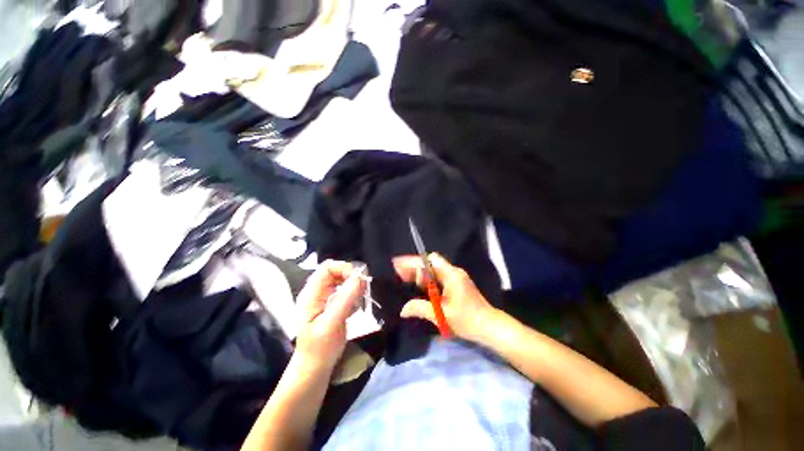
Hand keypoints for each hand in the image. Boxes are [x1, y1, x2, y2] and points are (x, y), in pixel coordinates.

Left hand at [295, 260, 366, 371]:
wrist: (315, 368)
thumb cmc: (319, 348)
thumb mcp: (332, 323)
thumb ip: (345, 299)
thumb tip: (360, 277)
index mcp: (312, 293)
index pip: (328, 267)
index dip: (344, 268)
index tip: (358, 280)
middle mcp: (318, 292)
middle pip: (336, 271)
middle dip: (351, 277)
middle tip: (363, 290)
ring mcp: (325, 298)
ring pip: (343, 280)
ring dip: (354, 287)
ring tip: (359, 301)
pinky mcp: (333, 305)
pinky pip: (346, 291)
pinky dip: (354, 295)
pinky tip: (356, 307)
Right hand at [393, 254, 495, 342]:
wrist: (489, 326)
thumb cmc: (466, 320)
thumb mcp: (441, 315)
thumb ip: (421, 308)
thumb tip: (403, 309)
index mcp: (451, 275)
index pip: (430, 260)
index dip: (413, 261)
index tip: (399, 264)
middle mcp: (454, 272)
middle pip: (431, 264)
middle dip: (415, 268)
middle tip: (399, 275)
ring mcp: (457, 278)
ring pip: (434, 271)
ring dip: (421, 275)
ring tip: (407, 281)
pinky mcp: (457, 284)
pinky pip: (439, 278)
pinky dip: (428, 281)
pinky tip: (421, 288)